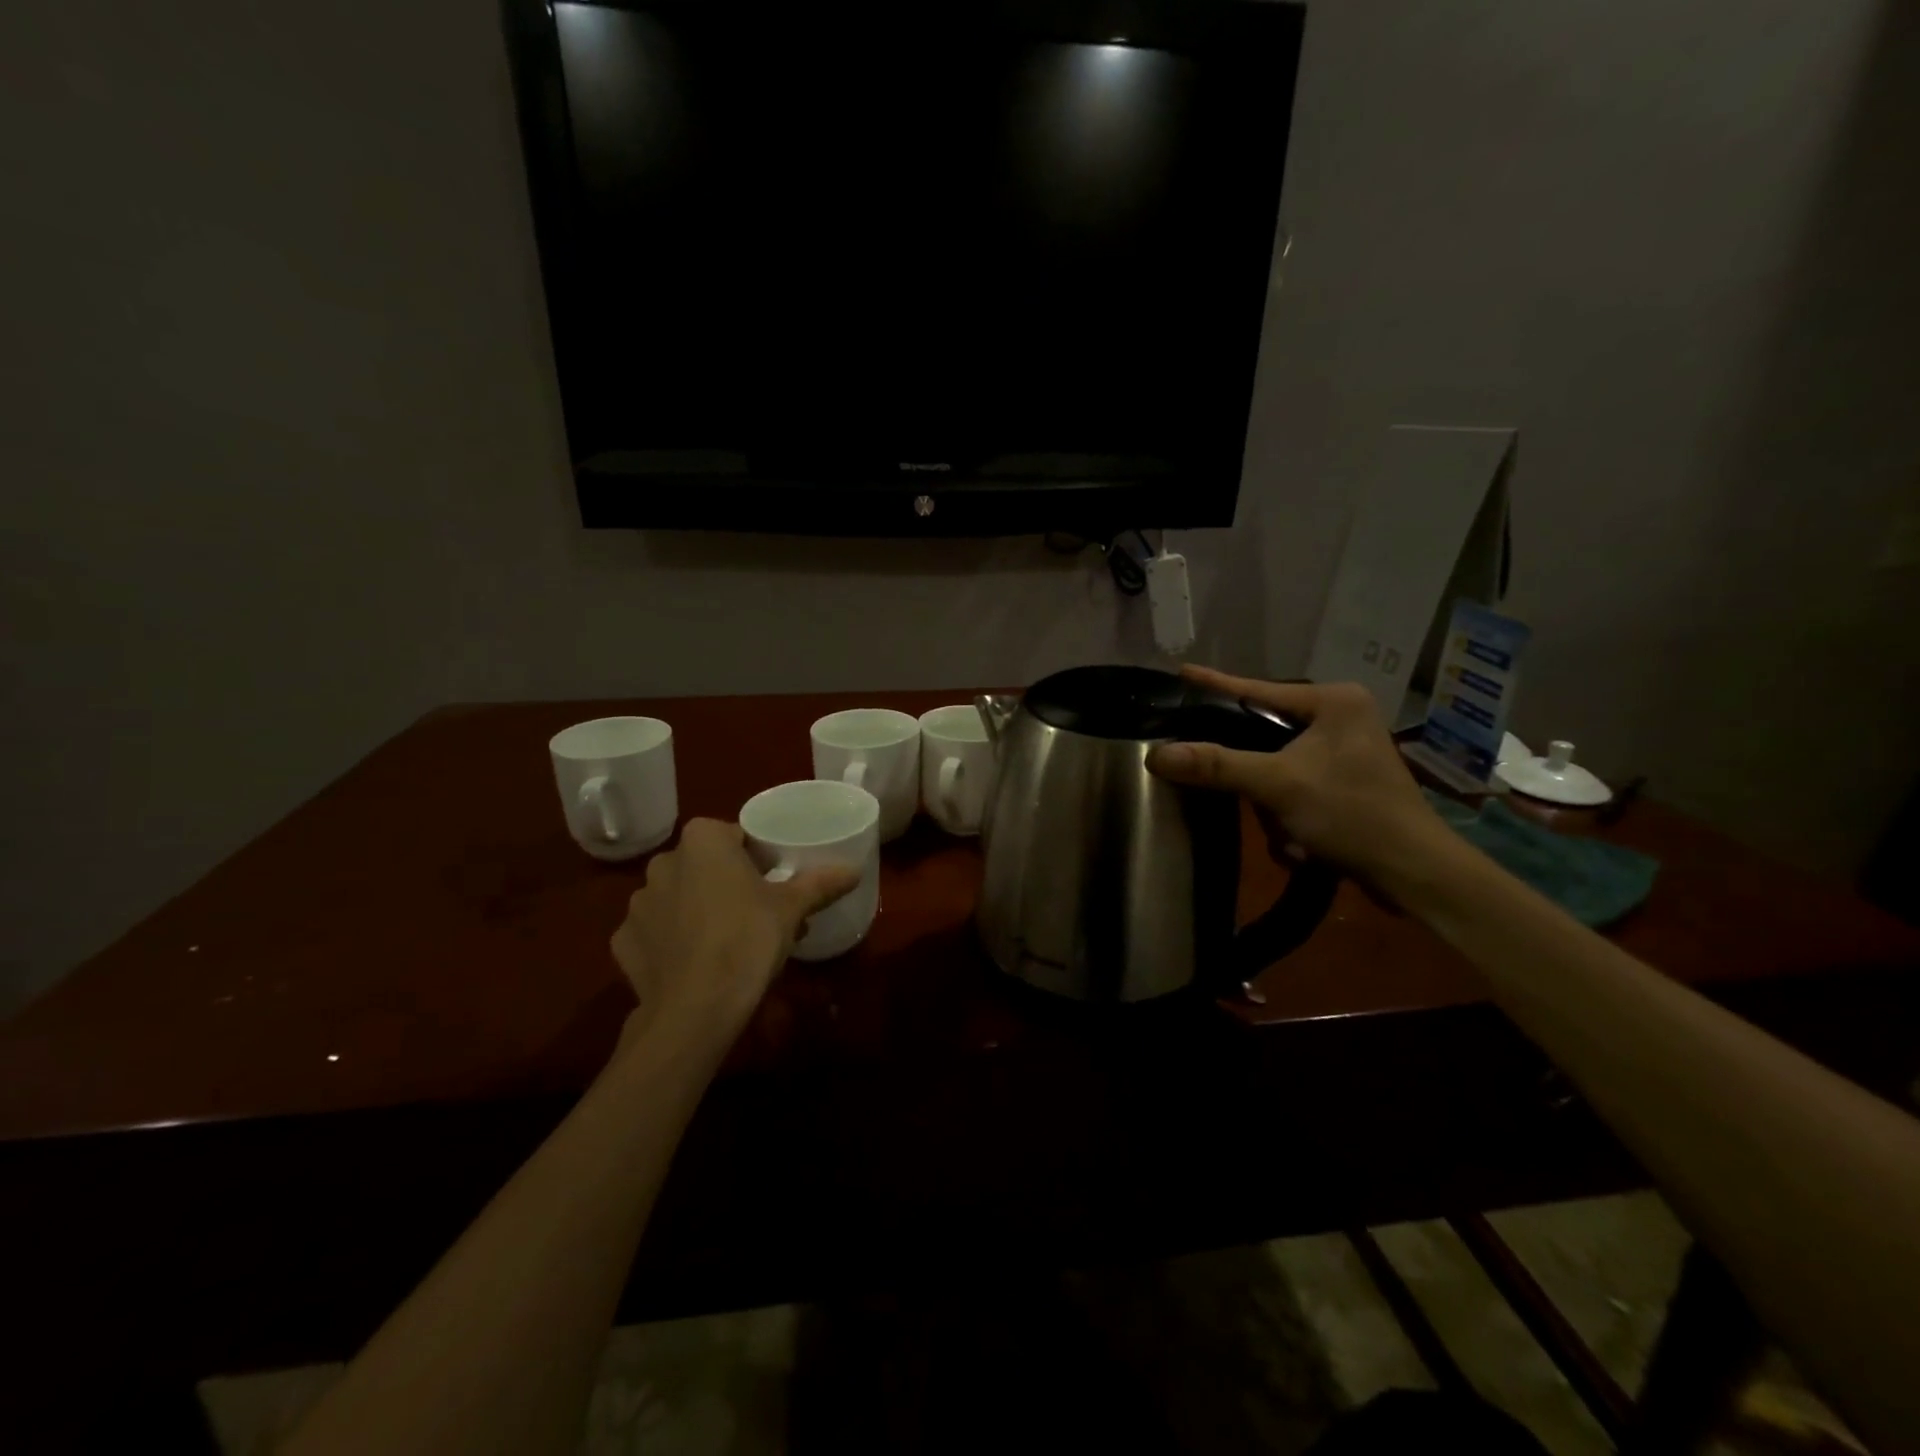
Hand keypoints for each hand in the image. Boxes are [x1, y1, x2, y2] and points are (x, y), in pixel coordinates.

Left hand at [609, 819, 857, 1042]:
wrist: (695, 1009)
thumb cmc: (747, 940)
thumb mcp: (792, 909)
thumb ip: (821, 883)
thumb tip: (855, 870)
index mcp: (703, 841)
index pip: (734, 835)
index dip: (756, 856)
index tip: (773, 880)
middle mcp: (663, 862)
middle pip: (704, 865)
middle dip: (726, 882)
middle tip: (756, 911)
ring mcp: (637, 903)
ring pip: (677, 897)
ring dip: (697, 910)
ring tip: (726, 942)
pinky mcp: (622, 942)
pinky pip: (655, 932)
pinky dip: (672, 941)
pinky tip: (694, 963)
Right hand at [1146, 665, 1451, 896]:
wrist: (1413, 871)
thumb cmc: (1351, 813)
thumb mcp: (1278, 785)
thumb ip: (1216, 766)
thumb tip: (1156, 754)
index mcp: (1333, 701)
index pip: (1257, 690)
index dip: (1214, 685)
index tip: (1180, 672)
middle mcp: (1340, 716)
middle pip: (1264, 731)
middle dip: (1251, 772)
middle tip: (1228, 780)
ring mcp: (1344, 750)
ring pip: (1275, 765)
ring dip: (1272, 805)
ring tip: (1288, 830)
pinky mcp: (1344, 780)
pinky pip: (1293, 786)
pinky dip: (1289, 815)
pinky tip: (1300, 841)